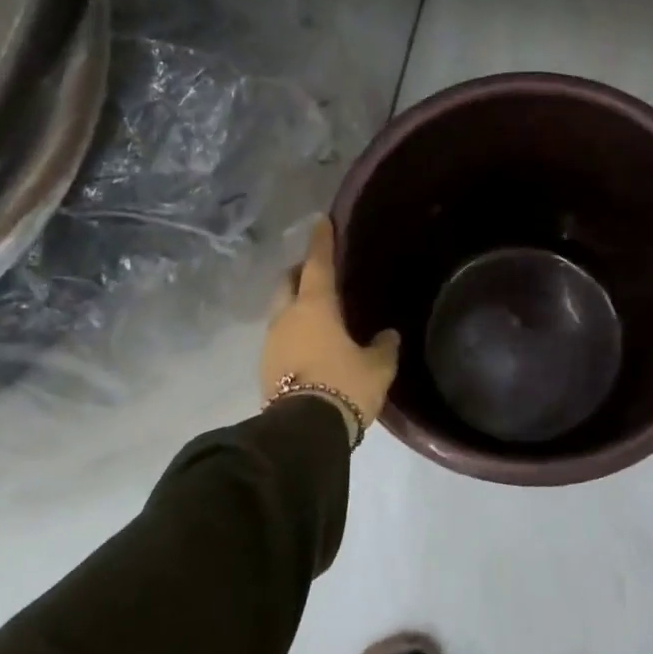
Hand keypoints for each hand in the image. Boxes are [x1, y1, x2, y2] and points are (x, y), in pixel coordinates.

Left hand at [261, 216, 400, 431]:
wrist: (302, 432)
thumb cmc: (344, 386)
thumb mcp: (377, 367)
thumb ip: (383, 346)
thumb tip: (387, 336)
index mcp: (315, 307)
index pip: (318, 263)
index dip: (321, 241)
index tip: (321, 221)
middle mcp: (286, 317)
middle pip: (288, 281)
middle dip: (301, 272)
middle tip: (319, 272)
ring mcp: (271, 342)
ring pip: (281, 310)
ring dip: (295, 305)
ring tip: (318, 313)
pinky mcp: (265, 367)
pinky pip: (280, 336)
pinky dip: (293, 331)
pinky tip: (310, 344)